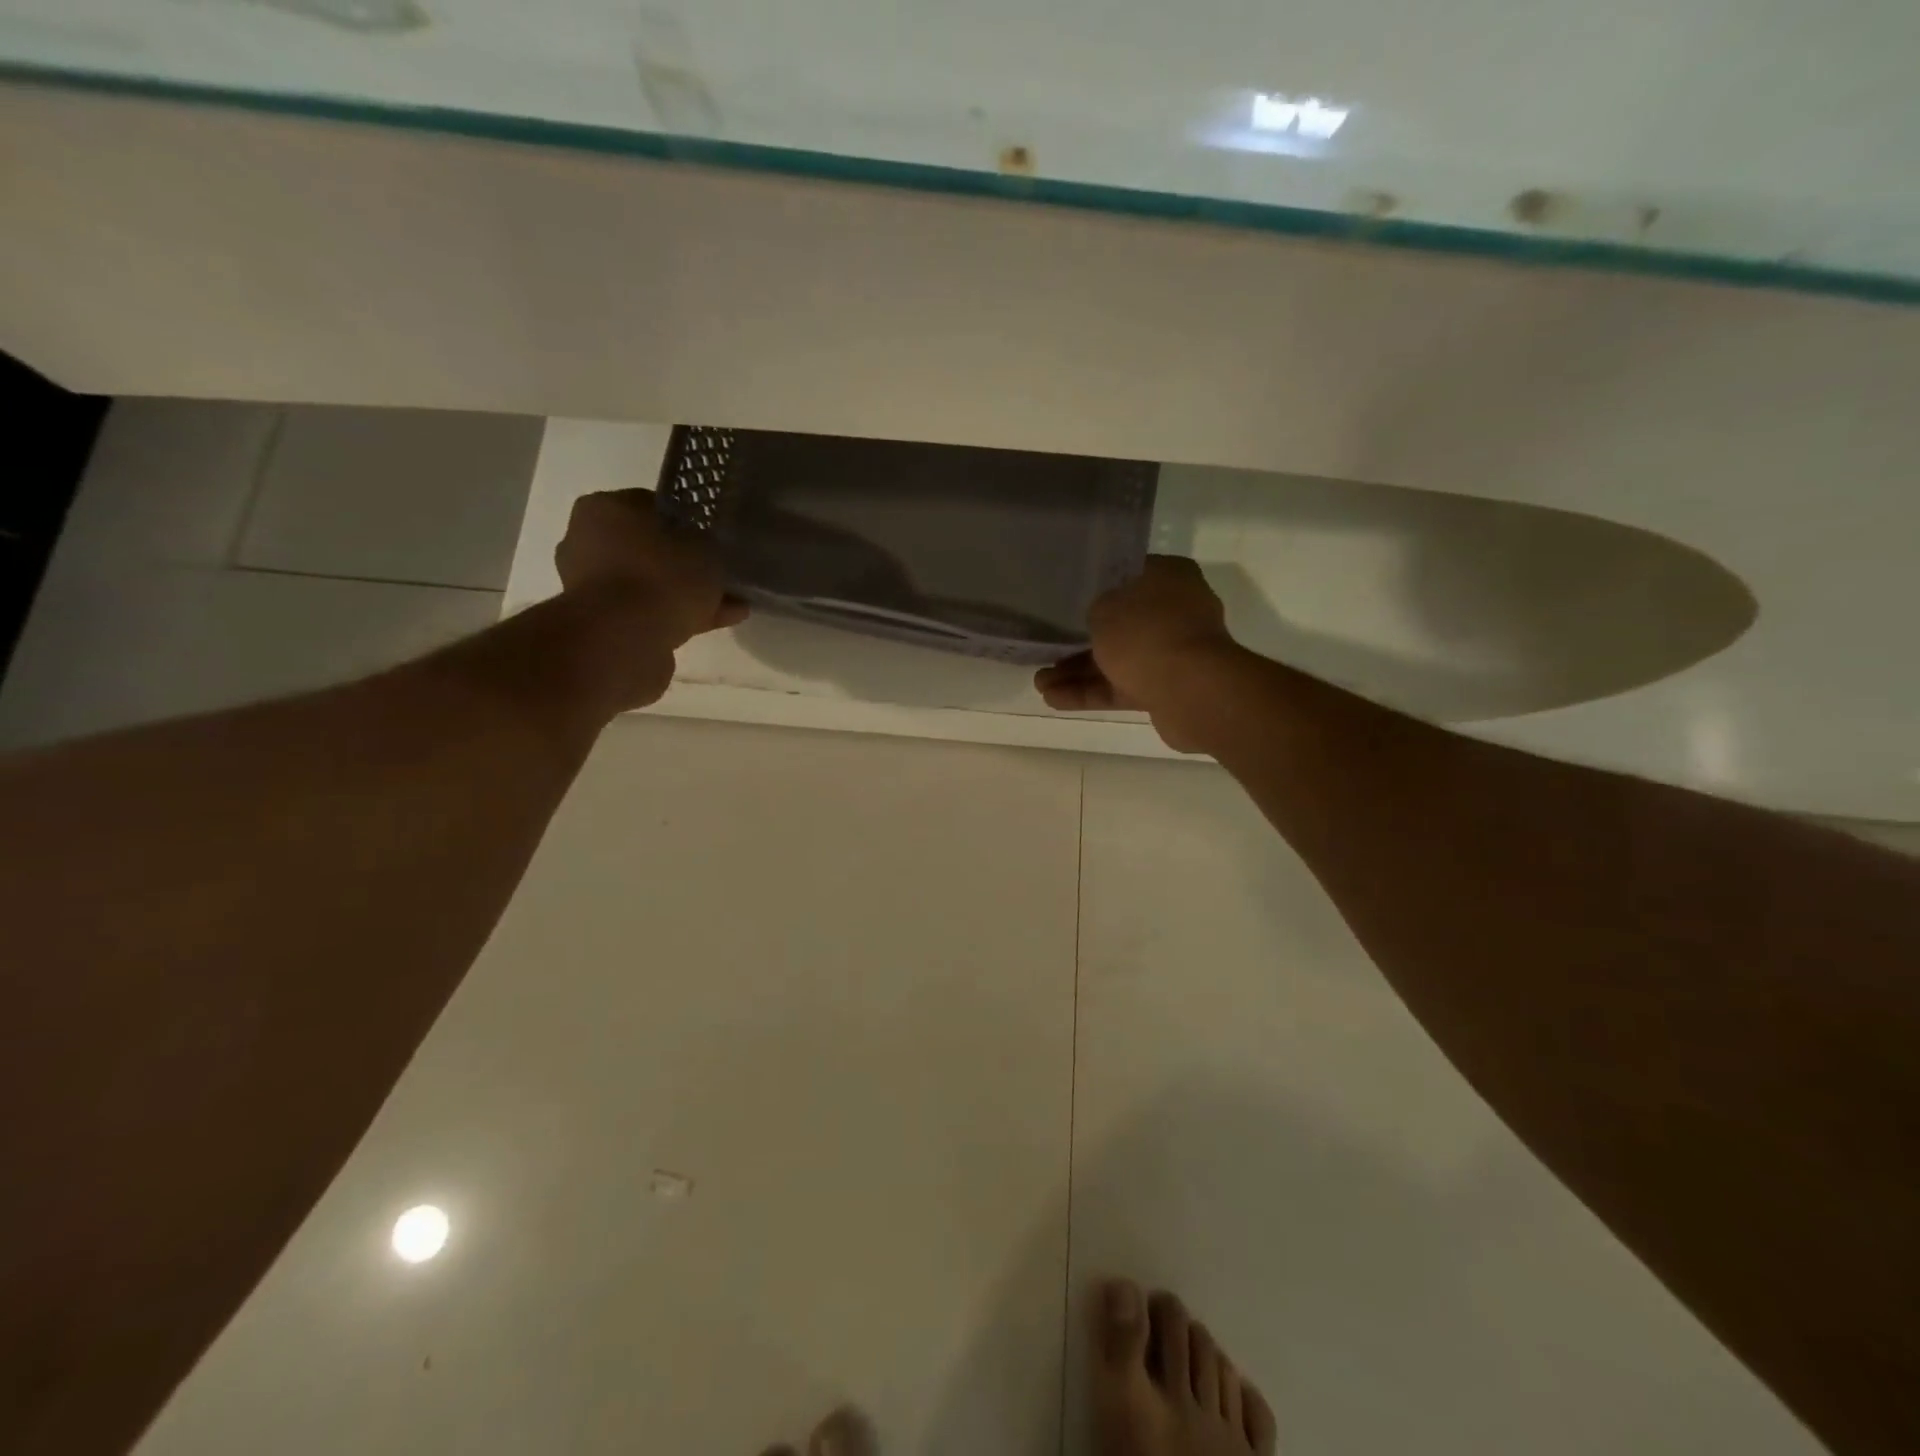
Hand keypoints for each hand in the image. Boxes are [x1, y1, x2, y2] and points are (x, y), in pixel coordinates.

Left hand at [555, 489, 746, 647]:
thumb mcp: (703, 548)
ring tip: (730, 605)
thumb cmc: (661, 575)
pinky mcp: (602, 622)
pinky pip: (650, 613)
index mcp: (603, 508)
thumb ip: (706, 545)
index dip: (686, 521)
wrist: (625, 637)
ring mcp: (591, 585)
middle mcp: (587, 541)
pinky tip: (719, 622)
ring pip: (651, 584)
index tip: (711, 538)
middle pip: (648, 548)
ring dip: (686, 594)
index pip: (650, 505)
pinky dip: (681, 616)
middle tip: (720, 574)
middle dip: (685, 563)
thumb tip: (705, 550)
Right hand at [1035, 556, 1237, 751]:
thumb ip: (1095, 609)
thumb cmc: (1146, 633)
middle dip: (1080, 640)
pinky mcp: (1166, 689)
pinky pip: (1122, 687)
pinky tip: (1054, 699)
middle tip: (1047, 647)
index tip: (1066, 599)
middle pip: (1120, 623)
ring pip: (1117, 659)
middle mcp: (1175, 611)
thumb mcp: (1105, 607)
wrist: (1191, 690)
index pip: (1127, 575)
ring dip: (1078, 671)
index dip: (1095, 587)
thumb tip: (1099, 617)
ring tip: (1040, 682)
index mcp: (1168, 577)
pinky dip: (1091, 692)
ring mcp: (1173, 652)